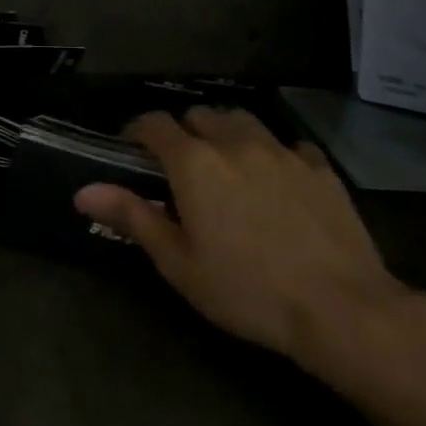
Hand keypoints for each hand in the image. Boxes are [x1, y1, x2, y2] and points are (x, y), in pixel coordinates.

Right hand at [74, 108, 412, 367]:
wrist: (343, 310)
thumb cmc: (247, 290)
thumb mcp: (179, 263)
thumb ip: (132, 217)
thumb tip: (82, 191)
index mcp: (193, 163)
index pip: (154, 124)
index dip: (137, 131)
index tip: (131, 150)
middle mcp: (234, 143)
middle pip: (199, 115)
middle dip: (183, 131)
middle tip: (180, 165)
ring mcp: (281, 152)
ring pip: (242, 120)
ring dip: (225, 132)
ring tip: (225, 161)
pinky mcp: (320, 169)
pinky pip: (288, 144)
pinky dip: (273, 152)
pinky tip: (276, 178)